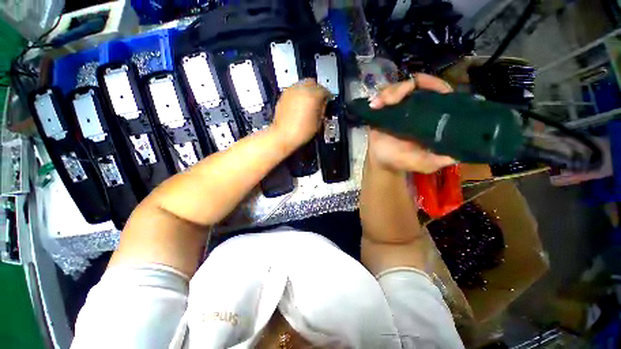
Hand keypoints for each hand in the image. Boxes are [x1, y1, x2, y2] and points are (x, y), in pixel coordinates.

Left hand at [272, 79, 329, 149]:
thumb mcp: (318, 122)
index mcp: (312, 96)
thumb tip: (323, 104)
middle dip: (317, 90)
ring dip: (308, 91)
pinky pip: (294, 90)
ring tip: (309, 102)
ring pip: (302, 84)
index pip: (324, 90)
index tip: (328, 100)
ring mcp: (291, 91)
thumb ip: (322, 110)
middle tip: (319, 99)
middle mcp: (301, 90)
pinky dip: (299, 94)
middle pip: (313, 83)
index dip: (328, 96)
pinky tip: (300, 104)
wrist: (283, 136)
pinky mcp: (283, 95)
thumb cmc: (301, 132)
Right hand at [367, 73, 455, 173]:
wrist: (380, 162)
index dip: (432, 84)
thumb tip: (460, 152)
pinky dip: (379, 97)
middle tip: (391, 99)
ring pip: (398, 88)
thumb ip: (439, 159)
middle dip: (402, 87)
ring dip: (389, 92)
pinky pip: (383, 96)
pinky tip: (373, 104)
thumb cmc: (402, 161)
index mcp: (430, 117)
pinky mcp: (385, 110)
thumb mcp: (425, 163)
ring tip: (379, 103)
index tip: (420, 84)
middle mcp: (417, 108)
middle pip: (415, 85)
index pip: (438, 93)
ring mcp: (399, 108)